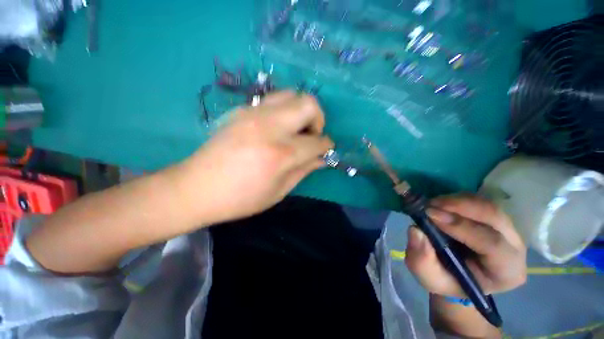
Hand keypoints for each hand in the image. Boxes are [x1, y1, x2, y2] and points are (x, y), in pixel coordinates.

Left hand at [178, 91, 333, 222]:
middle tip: (312, 135)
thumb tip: (321, 159)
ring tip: (296, 129)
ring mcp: (253, 114)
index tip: (326, 149)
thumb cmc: (240, 198)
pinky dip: (284, 110)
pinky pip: (273, 100)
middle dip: (318, 118)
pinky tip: (277, 127)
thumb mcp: (278, 191)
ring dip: (301, 110)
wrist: (196, 188)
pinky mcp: (242, 110)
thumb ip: (304, 171)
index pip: (317, 141)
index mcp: (281, 154)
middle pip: (308, 104)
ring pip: (291, 94)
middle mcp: (270, 127)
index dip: (326, 145)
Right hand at [405, 194, 526, 296]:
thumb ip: (422, 259)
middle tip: (430, 204)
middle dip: (460, 206)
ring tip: (431, 203)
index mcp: (505, 271)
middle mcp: (514, 247)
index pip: (492, 244)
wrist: (456, 275)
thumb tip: (416, 230)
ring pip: (487, 205)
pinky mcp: (495, 218)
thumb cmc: (446, 280)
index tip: (430, 215)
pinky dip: (458, 199)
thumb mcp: (429, 277)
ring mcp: (508, 229)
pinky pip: (480, 201)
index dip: (461, 226)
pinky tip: (440, 204)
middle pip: (494, 217)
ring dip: (457, 200)